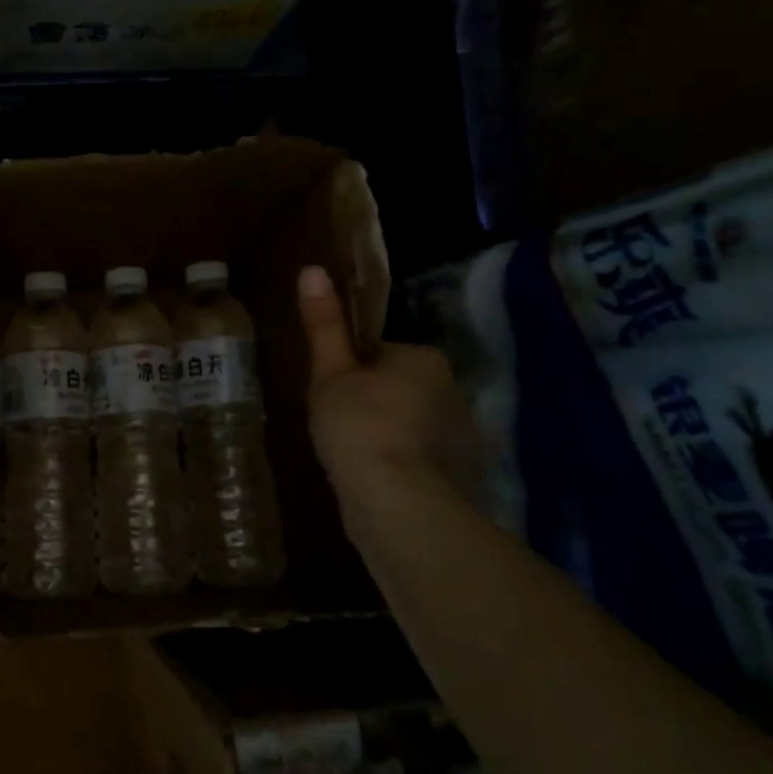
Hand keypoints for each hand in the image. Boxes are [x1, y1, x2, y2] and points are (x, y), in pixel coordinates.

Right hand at [298, 265, 483, 502]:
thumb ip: (324, 325)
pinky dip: (399, 463)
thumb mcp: (330, 373)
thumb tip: (311, 269)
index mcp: (423, 358)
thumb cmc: (358, 426)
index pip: (378, 353)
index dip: (348, 371)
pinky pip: (419, 457)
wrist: (398, 504)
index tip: (329, 394)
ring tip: (349, 457)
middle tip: (334, 426)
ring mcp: (461, 435)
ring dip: (385, 434)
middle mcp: (452, 389)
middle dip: (370, 402)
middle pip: (397, 387)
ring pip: (409, 423)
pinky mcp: (461, 475)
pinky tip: (374, 481)